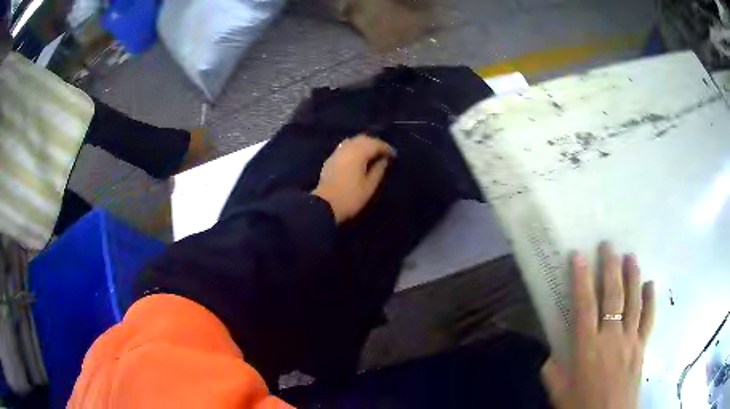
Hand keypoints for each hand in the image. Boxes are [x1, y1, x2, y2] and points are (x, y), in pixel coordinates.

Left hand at [312, 134, 394, 222]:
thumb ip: (379, 170)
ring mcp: (337, 152)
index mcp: (358, 153)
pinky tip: (358, 157)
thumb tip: (384, 159)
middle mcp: (347, 148)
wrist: (324, 205)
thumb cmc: (351, 197)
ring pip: (353, 141)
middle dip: (375, 143)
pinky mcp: (331, 159)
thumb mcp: (370, 186)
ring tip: (372, 155)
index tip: (394, 156)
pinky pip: (345, 147)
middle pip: (363, 138)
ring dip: (364, 144)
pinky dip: (355, 148)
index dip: (386, 148)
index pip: (376, 144)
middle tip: (384, 153)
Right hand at [541, 242, 655, 408]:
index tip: (578, 256)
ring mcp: (630, 340)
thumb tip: (551, 355)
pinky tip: (651, 284)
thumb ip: (553, 371)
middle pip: (613, 296)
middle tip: (608, 245)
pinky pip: (648, 318)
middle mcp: (611, 337)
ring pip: (633, 301)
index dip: (581, 279)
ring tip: (631, 256)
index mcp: (587, 348)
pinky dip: (650, 299)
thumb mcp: (559, 392)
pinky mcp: (642, 346)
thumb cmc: (580, 406)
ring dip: (632, 276)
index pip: (584, 306)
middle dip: (610, 267)